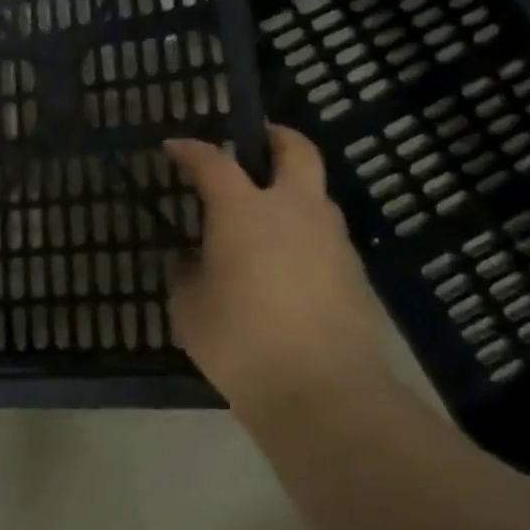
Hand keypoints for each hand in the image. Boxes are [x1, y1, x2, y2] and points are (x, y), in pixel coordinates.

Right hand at [164, 124, 395, 413]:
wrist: (323, 392)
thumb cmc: (240, 341)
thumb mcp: (189, 308)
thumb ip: (187, 275)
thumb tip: (192, 262)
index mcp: (244, 210)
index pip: (213, 162)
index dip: (192, 149)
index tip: (175, 146)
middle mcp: (293, 210)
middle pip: (296, 150)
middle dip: (276, 137)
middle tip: (257, 140)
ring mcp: (331, 240)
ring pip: (316, 195)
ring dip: (293, 191)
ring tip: (267, 216)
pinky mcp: (354, 273)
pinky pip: (325, 237)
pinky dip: (304, 235)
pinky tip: (287, 264)